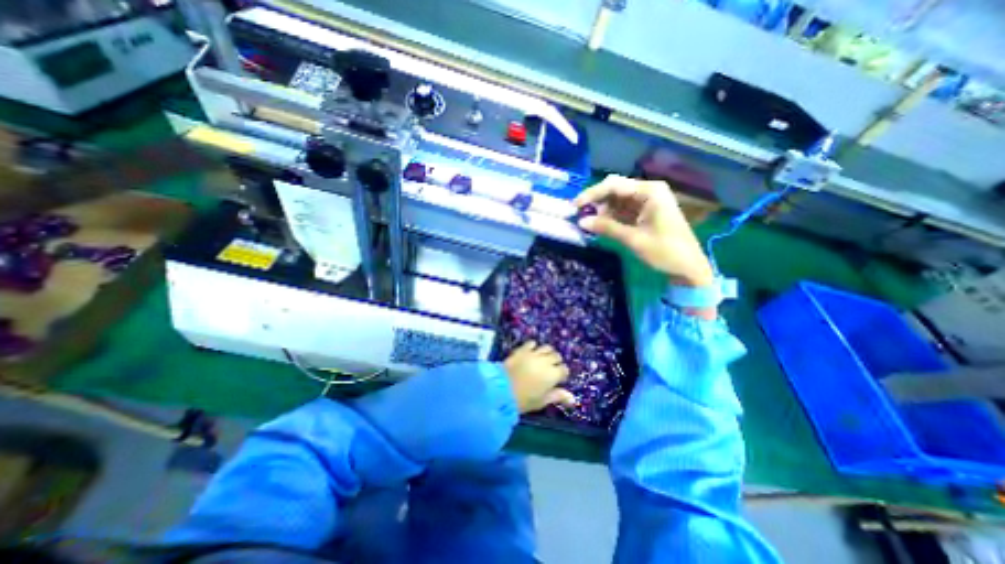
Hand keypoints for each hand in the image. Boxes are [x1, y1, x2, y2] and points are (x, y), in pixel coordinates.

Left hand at [508, 340, 576, 413]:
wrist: (501, 390)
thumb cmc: (524, 400)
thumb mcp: (542, 401)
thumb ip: (557, 396)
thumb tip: (573, 398)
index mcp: (553, 374)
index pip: (564, 370)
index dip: (562, 374)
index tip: (557, 380)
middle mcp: (545, 361)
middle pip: (556, 356)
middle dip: (556, 362)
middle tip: (550, 370)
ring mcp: (533, 353)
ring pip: (546, 347)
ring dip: (547, 353)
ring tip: (542, 359)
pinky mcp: (522, 349)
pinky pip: (532, 343)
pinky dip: (534, 346)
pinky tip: (531, 352)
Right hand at [573, 173, 713, 287]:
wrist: (689, 268)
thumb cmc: (665, 251)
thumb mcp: (634, 239)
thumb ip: (607, 228)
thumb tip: (581, 221)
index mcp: (649, 192)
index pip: (614, 185)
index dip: (592, 194)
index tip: (575, 206)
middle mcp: (648, 192)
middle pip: (615, 190)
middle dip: (596, 201)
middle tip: (578, 215)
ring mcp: (647, 202)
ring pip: (616, 201)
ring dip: (601, 210)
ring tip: (586, 222)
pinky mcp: (645, 213)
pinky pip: (622, 210)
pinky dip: (610, 217)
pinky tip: (598, 224)